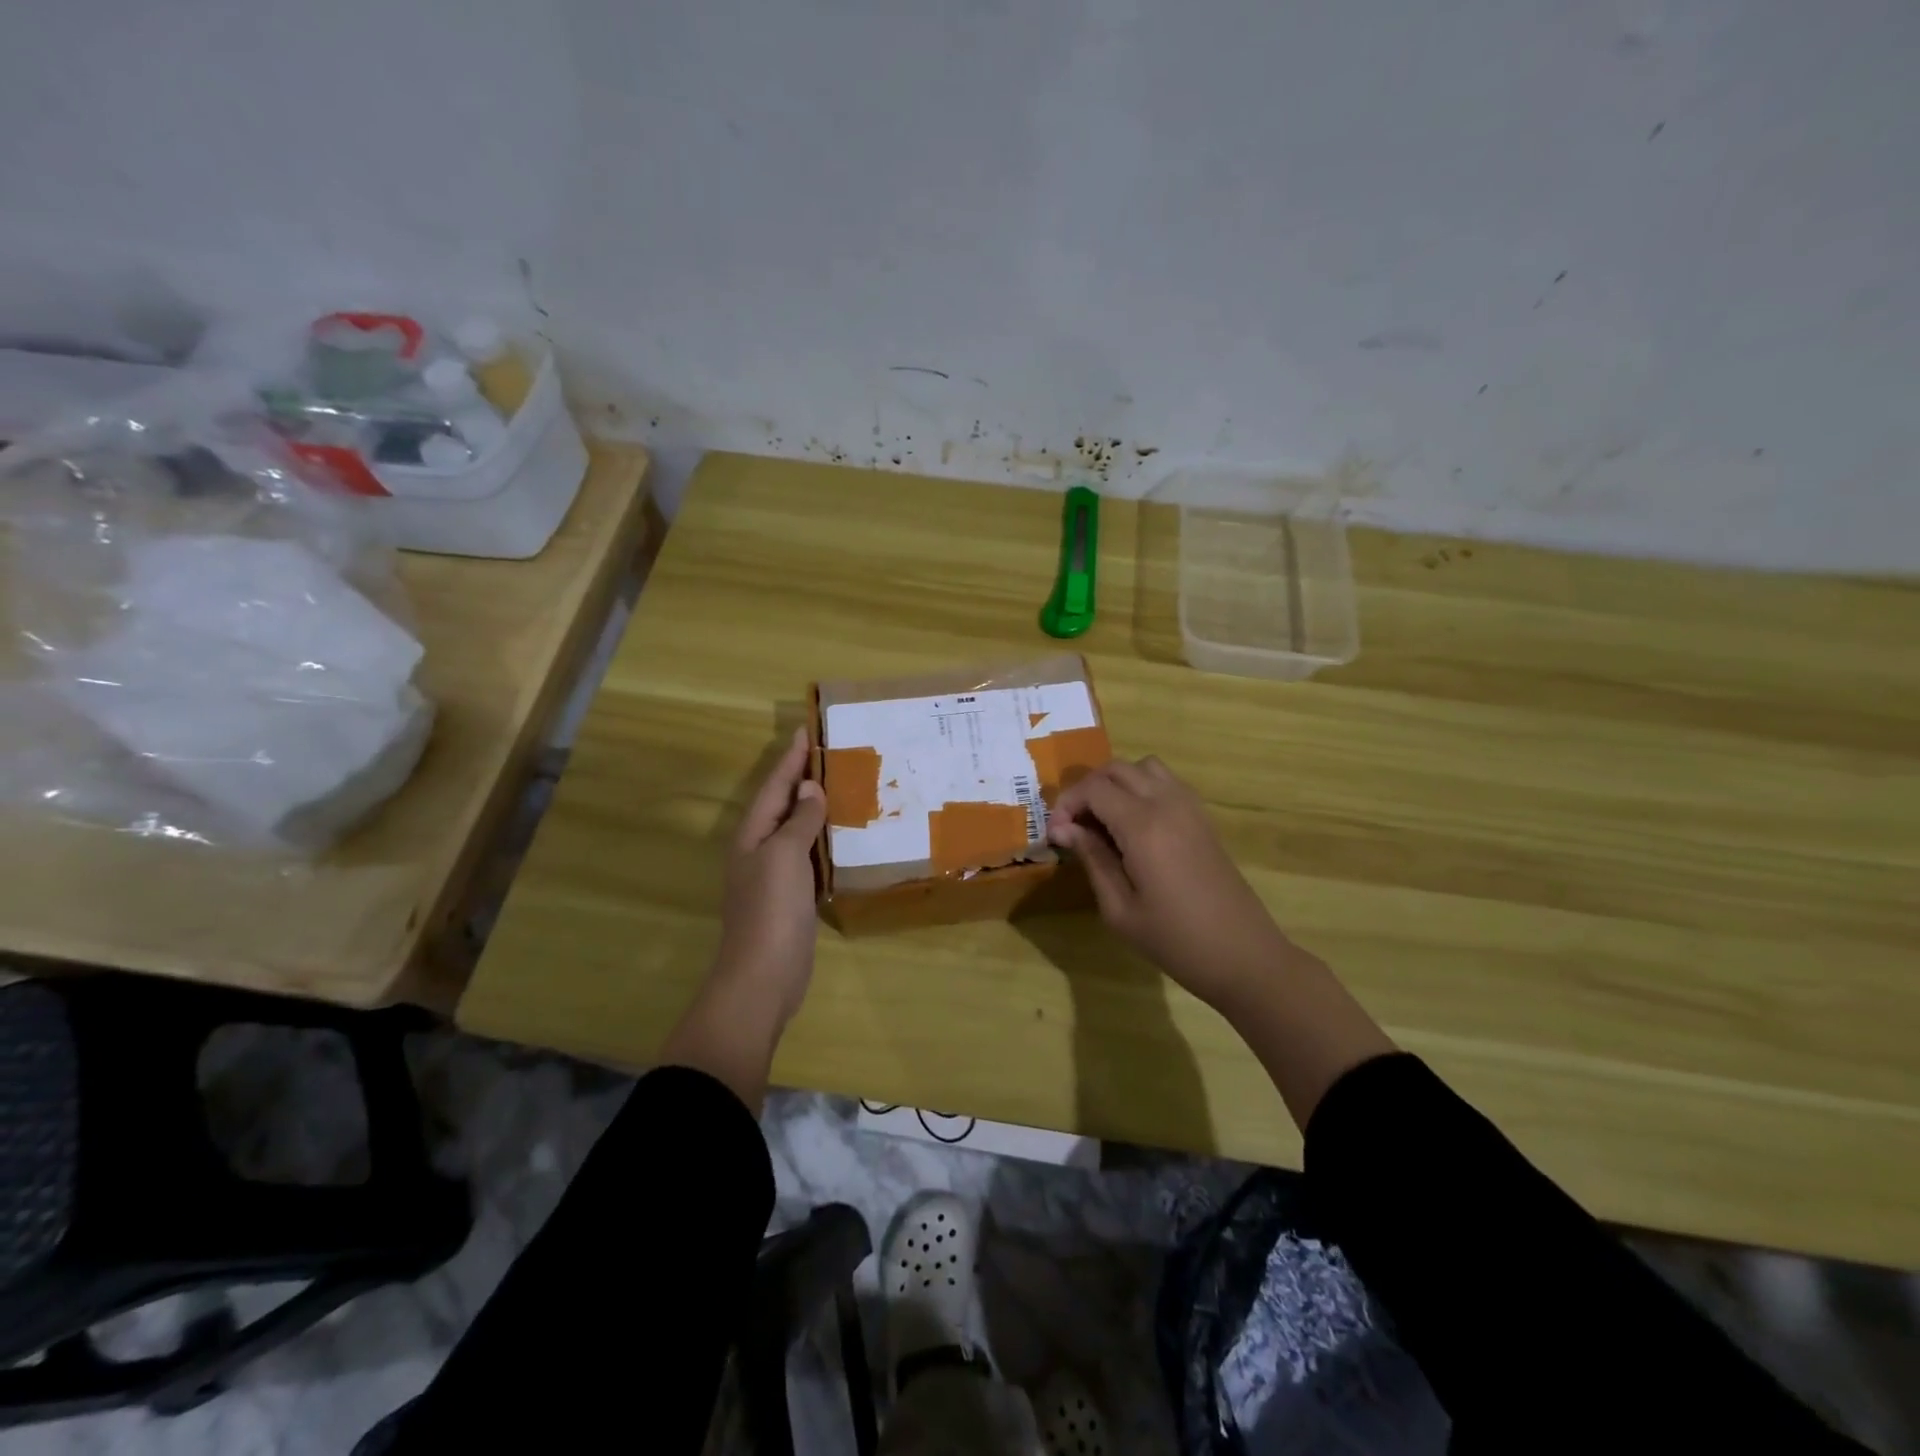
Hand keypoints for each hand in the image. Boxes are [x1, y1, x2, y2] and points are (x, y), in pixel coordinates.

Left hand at [714, 726, 827, 1025]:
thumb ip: (799, 821)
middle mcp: (761, 849)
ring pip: (799, 830)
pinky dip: (826, 839)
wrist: (764, 976)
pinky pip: (811, 856)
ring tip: (845, 784)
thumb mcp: (784, 856)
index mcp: (752, 834)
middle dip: (804, 778)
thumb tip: (810, 789)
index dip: (791, 758)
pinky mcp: (794, 896)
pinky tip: (846, 834)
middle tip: (833, 752)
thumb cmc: (771, 910)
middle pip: (784, 804)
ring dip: (818, 808)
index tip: (808, 729)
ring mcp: (776, 874)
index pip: (775, 786)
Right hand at [1047, 756, 1289, 1010]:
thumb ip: (1092, 859)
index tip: (1055, 835)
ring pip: (1144, 767)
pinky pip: (1166, 782)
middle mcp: (1167, 804)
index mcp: (1143, 826)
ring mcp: (1190, 807)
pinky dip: (1141, 788)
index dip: (1067, 804)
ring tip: (1103, 820)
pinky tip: (1134, 825)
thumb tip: (1063, 829)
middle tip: (1074, 826)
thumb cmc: (1175, 940)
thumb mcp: (1120, 909)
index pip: (1094, 788)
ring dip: (1116, 783)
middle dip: (1087, 789)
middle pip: (1117, 768)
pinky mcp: (1203, 818)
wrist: (1243, 955)